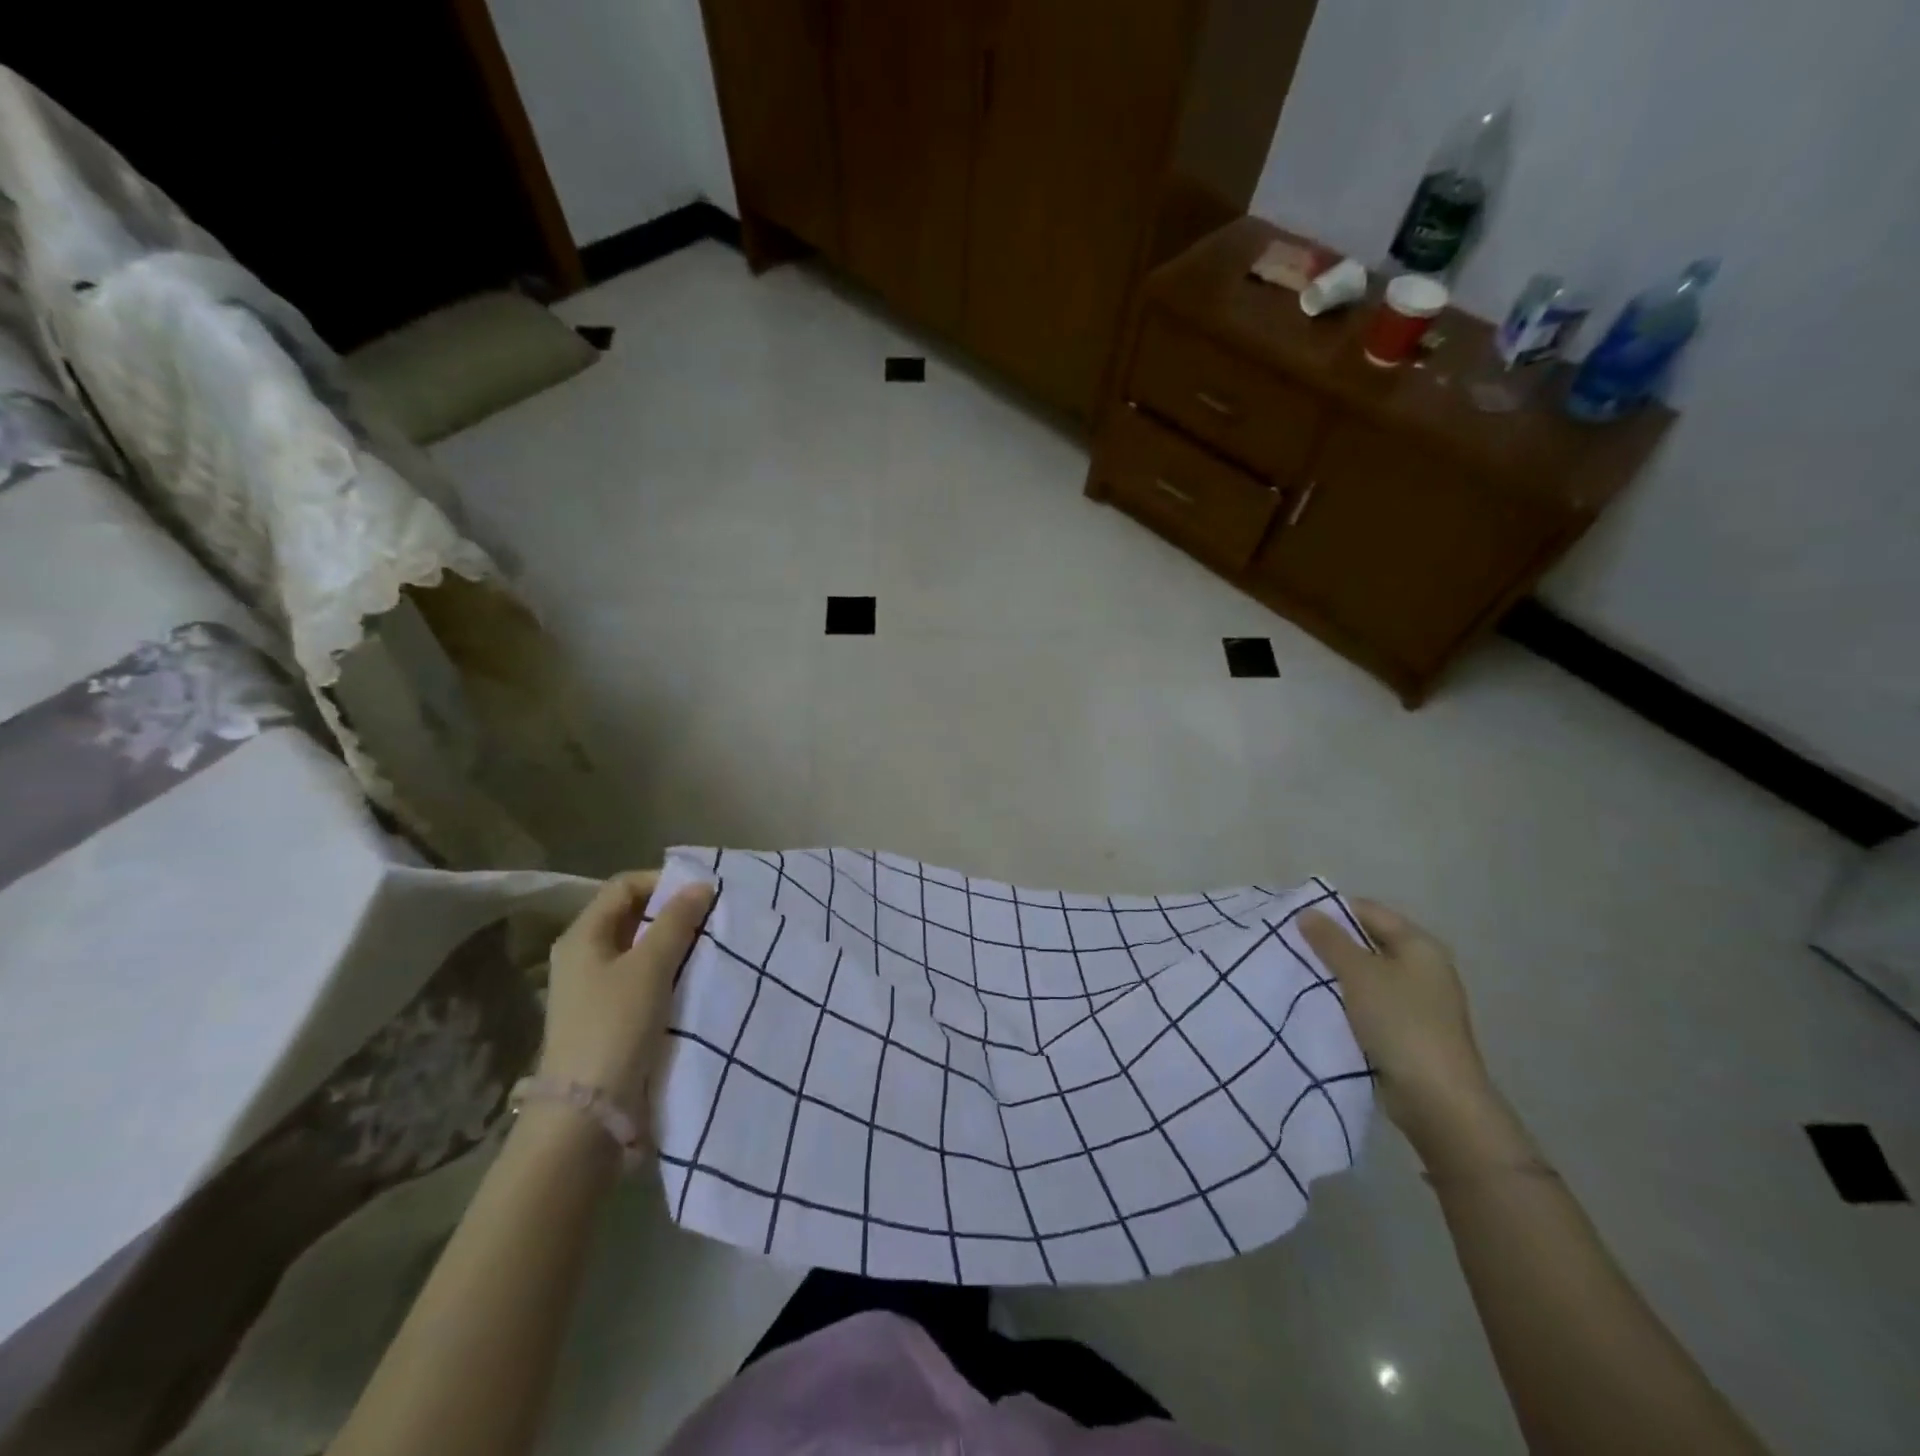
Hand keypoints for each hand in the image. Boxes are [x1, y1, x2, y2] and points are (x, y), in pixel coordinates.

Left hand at [538, 871, 714, 1114]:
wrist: (588, 1113)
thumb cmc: (615, 1026)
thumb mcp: (650, 967)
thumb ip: (676, 922)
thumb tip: (700, 885)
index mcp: (582, 937)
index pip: (624, 886)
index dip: (663, 882)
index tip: (702, 894)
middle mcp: (583, 957)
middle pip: (631, 917)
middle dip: (673, 914)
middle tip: (712, 919)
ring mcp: (594, 990)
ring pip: (640, 950)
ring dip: (674, 945)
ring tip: (710, 948)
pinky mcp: (608, 1018)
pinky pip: (642, 980)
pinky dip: (668, 973)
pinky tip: (694, 981)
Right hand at [1300, 899, 1495, 1153]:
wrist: (1437, 1099)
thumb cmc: (1400, 1023)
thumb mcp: (1359, 974)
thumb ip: (1330, 940)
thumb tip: (1307, 912)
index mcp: (1419, 945)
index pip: (1369, 911)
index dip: (1332, 910)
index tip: (1294, 918)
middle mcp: (1422, 967)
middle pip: (1367, 941)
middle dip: (1330, 943)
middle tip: (1290, 945)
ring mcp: (1417, 1000)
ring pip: (1366, 974)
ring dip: (1335, 974)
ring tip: (1297, 973)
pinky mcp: (1407, 1029)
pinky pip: (1369, 1002)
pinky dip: (1345, 999)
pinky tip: (1318, 1004)